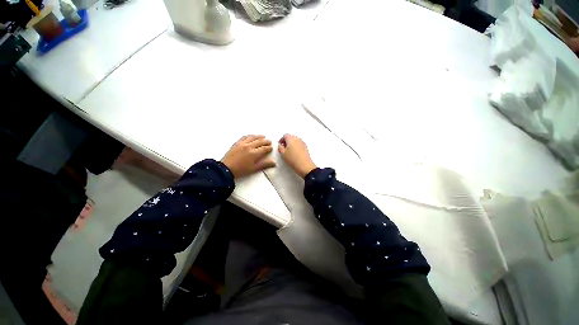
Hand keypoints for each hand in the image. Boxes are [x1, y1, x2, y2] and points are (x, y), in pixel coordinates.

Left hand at [221, 135, 275, 177]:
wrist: (226, 169)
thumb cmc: (241, 170)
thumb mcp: (254, 169)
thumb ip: (264, 165)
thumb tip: (274, 163)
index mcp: (254, 153)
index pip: (264, 148)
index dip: (269, 148)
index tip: (272, 147)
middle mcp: (249, 146)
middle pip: (260, 141)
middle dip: (266, 141)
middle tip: (269, 141)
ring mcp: (242, 144)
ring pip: (252, 137)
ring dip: (258, 136)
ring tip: (263, 136)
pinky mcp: (236, 143)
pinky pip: (244, 137)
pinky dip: (249, 136)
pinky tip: (251, 136)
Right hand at [278, 134, 316, 178]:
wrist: (304, 165)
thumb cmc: (292, 159)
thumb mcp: (283, 153)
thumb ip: (280, 147)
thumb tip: (280, 145)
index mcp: (291, 139)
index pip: (285, 135)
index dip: (281, 140)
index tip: (280, 145)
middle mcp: (297, 139)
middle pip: (290, 137)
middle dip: (286, 141)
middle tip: (284, 148)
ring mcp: (302, 142)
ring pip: (295, 140)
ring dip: (291, 144)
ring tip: (289, 151)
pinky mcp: (305, 147)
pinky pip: (299, 144)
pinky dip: (296, 146)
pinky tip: (294, 153)